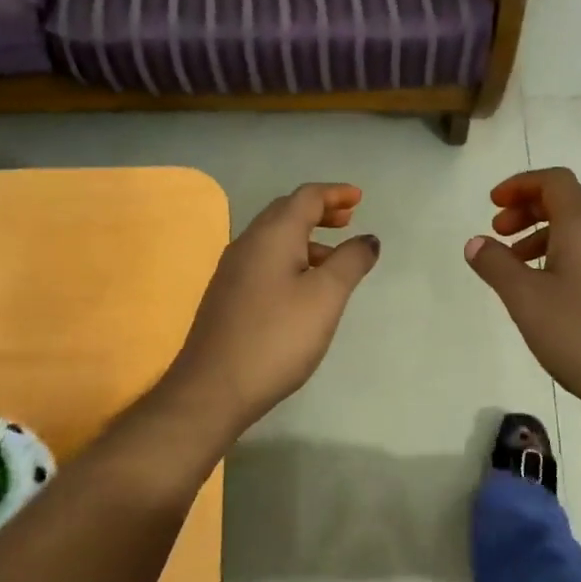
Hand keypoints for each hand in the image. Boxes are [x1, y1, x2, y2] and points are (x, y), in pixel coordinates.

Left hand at [164, 183, 379, 435]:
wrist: (213, 388)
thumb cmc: (277, 338)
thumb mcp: (326, 298)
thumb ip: (350, 262)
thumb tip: (367, 238)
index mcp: (272, 235)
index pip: (306, 197)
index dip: (335, 194)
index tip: (360, 198)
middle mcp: (247, 244)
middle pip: (286, 212)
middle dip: (319, 211)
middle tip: (347, 220)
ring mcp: (232, 271)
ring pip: (274, 239)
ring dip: (305, 238)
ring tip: (333, 260)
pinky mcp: (226, 296)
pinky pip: (263, 261)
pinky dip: (290, 259)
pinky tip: (302, 288)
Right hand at [465, 168, 580, 432]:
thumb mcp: (526, 299)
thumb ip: (496, 266)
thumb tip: (476, 242)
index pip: (555, 181)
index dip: (521, 184)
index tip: (492, 204)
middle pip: (567, 203)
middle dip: (528, 209)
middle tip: (497, 233)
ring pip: (577, 232)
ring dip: (541, 236)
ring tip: (513, 267)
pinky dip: (558, 258)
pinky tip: (543, 294)